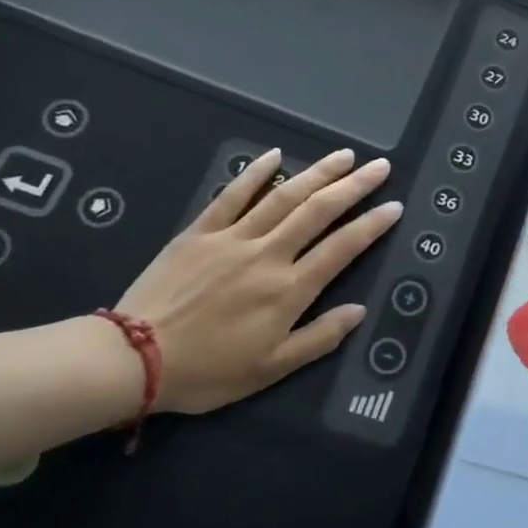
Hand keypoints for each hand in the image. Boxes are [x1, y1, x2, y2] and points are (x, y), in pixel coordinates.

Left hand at [114, 147, 401, 414]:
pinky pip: (231, 196)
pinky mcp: (200, 232)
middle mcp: (267, 255)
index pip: (342, 248)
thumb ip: (319, 338)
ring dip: (317, 173)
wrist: (133, 358)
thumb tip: (358, 310)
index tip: (394, 206)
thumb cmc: (208, 371)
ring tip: (343, 157)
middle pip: (318, 212)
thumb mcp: (271, 368)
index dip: (371, 226)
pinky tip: (275, 156)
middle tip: (379, 167)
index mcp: (288, 290)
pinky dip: (254, 174)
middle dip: (353, 187)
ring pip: (283, 197)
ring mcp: (232, 239)